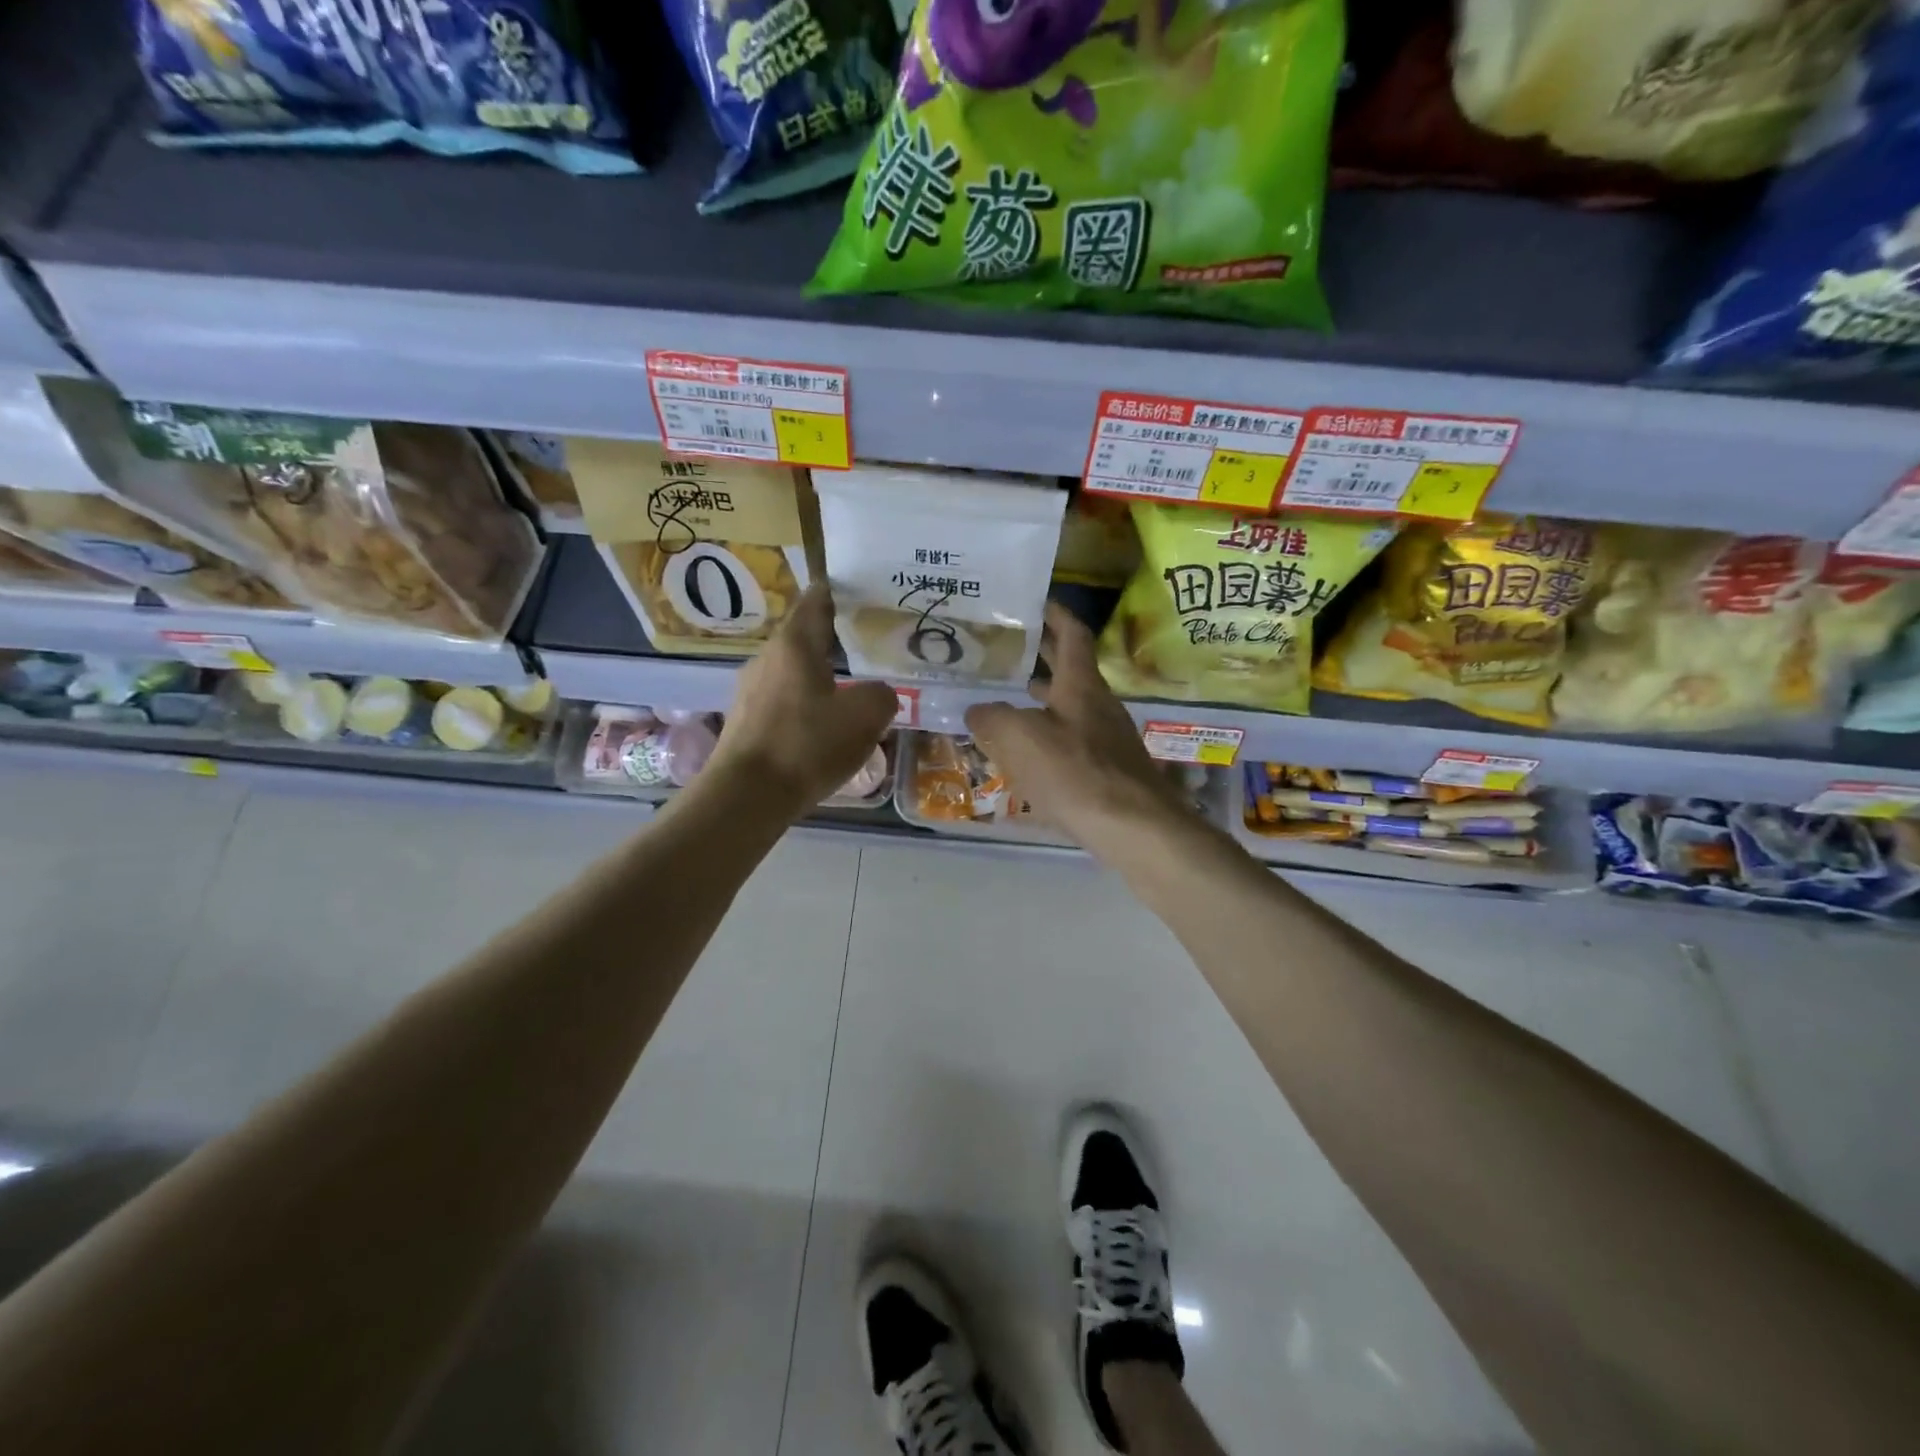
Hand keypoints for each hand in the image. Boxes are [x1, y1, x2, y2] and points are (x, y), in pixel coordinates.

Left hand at [712, 583, 897, 812]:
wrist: (747, 796)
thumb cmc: (807, 744)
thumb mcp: (865, 717)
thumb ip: (883, 695)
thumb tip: (879, 694)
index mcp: (794, 644)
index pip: (817, 599)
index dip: (842, 591)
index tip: (868, 593)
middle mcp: (767, 657)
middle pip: (806, 636)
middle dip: (839, 638)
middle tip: (874, 645)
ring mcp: (750, 689)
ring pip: (795, 670)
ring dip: (823, 674)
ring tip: (855, 687)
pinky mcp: (746, 720)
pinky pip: (784, 699)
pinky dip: (807, 702)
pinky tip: (826, 724)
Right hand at [965, 603, 1184, 849]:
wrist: (1133, 828)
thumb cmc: (1075, 773)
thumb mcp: (1020, 739)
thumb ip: (992, 718)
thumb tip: (977, 709)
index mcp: (1081, 686)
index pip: (1072, 635)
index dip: (1055, 614)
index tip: (1036, 601)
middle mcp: (1099, 705)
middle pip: (1072, 670)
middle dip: (1043, 655)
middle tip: (1009, 647)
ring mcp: (1108, 739)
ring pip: (1071, 706)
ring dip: (1043, 697)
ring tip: (1009, 698)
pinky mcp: (1109, 770)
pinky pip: (1073, 739)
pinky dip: (1049, 733)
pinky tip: (1029, 753)